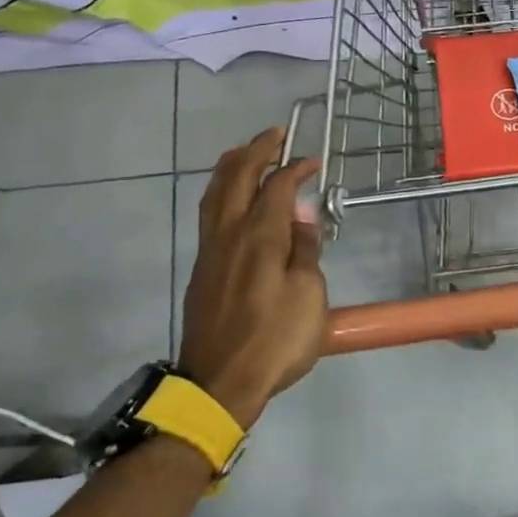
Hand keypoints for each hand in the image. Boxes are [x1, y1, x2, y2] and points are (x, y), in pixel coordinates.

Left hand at [179, 128, 327, 427]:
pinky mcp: (203, 269)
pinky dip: (221, 192)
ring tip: (245, 152)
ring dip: (231, 167)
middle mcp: (230, 235)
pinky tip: (230, 198)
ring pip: (214, 194)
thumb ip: (305, 250)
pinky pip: (209, 213)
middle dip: (256, 152)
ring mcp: (210, 251)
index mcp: (260, 238)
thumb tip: (301, 218)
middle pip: (237, 180)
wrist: (221, 382)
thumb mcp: (309, 295)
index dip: (295, 168)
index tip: (314, 160)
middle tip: (275, 135)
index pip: (277, 187)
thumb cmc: (276, 339)